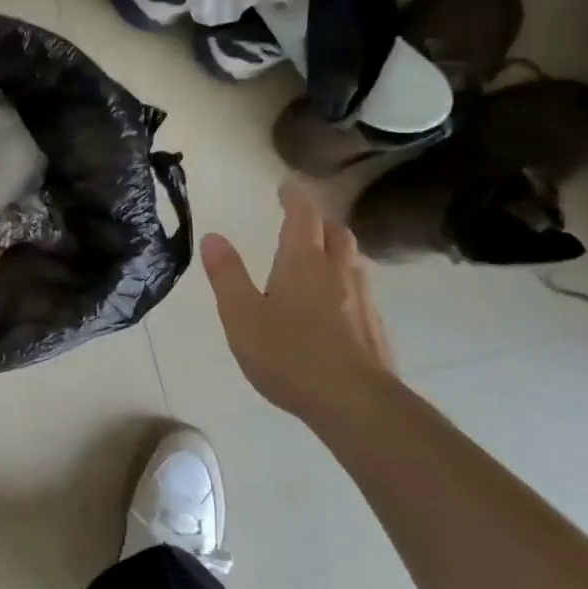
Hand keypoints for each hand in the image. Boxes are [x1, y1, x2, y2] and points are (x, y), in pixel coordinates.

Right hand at [202, 181, 396, 423]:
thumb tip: (212, 237)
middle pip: (335, 233)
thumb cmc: (288, 355)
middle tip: (302, 221)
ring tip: (319, 258)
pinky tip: (335, 305)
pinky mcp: (374, 328)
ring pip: (353, 260)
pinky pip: (361, 290)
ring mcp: (361, 300)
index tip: (287, 186)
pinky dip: (346, 282)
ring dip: (336, 249)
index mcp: (301, 262)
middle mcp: (336, 272)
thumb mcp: (240, 315)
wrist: (354, 402)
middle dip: (319, 221)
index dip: (295, 197)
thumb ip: (227, 275)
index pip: (303, 216)